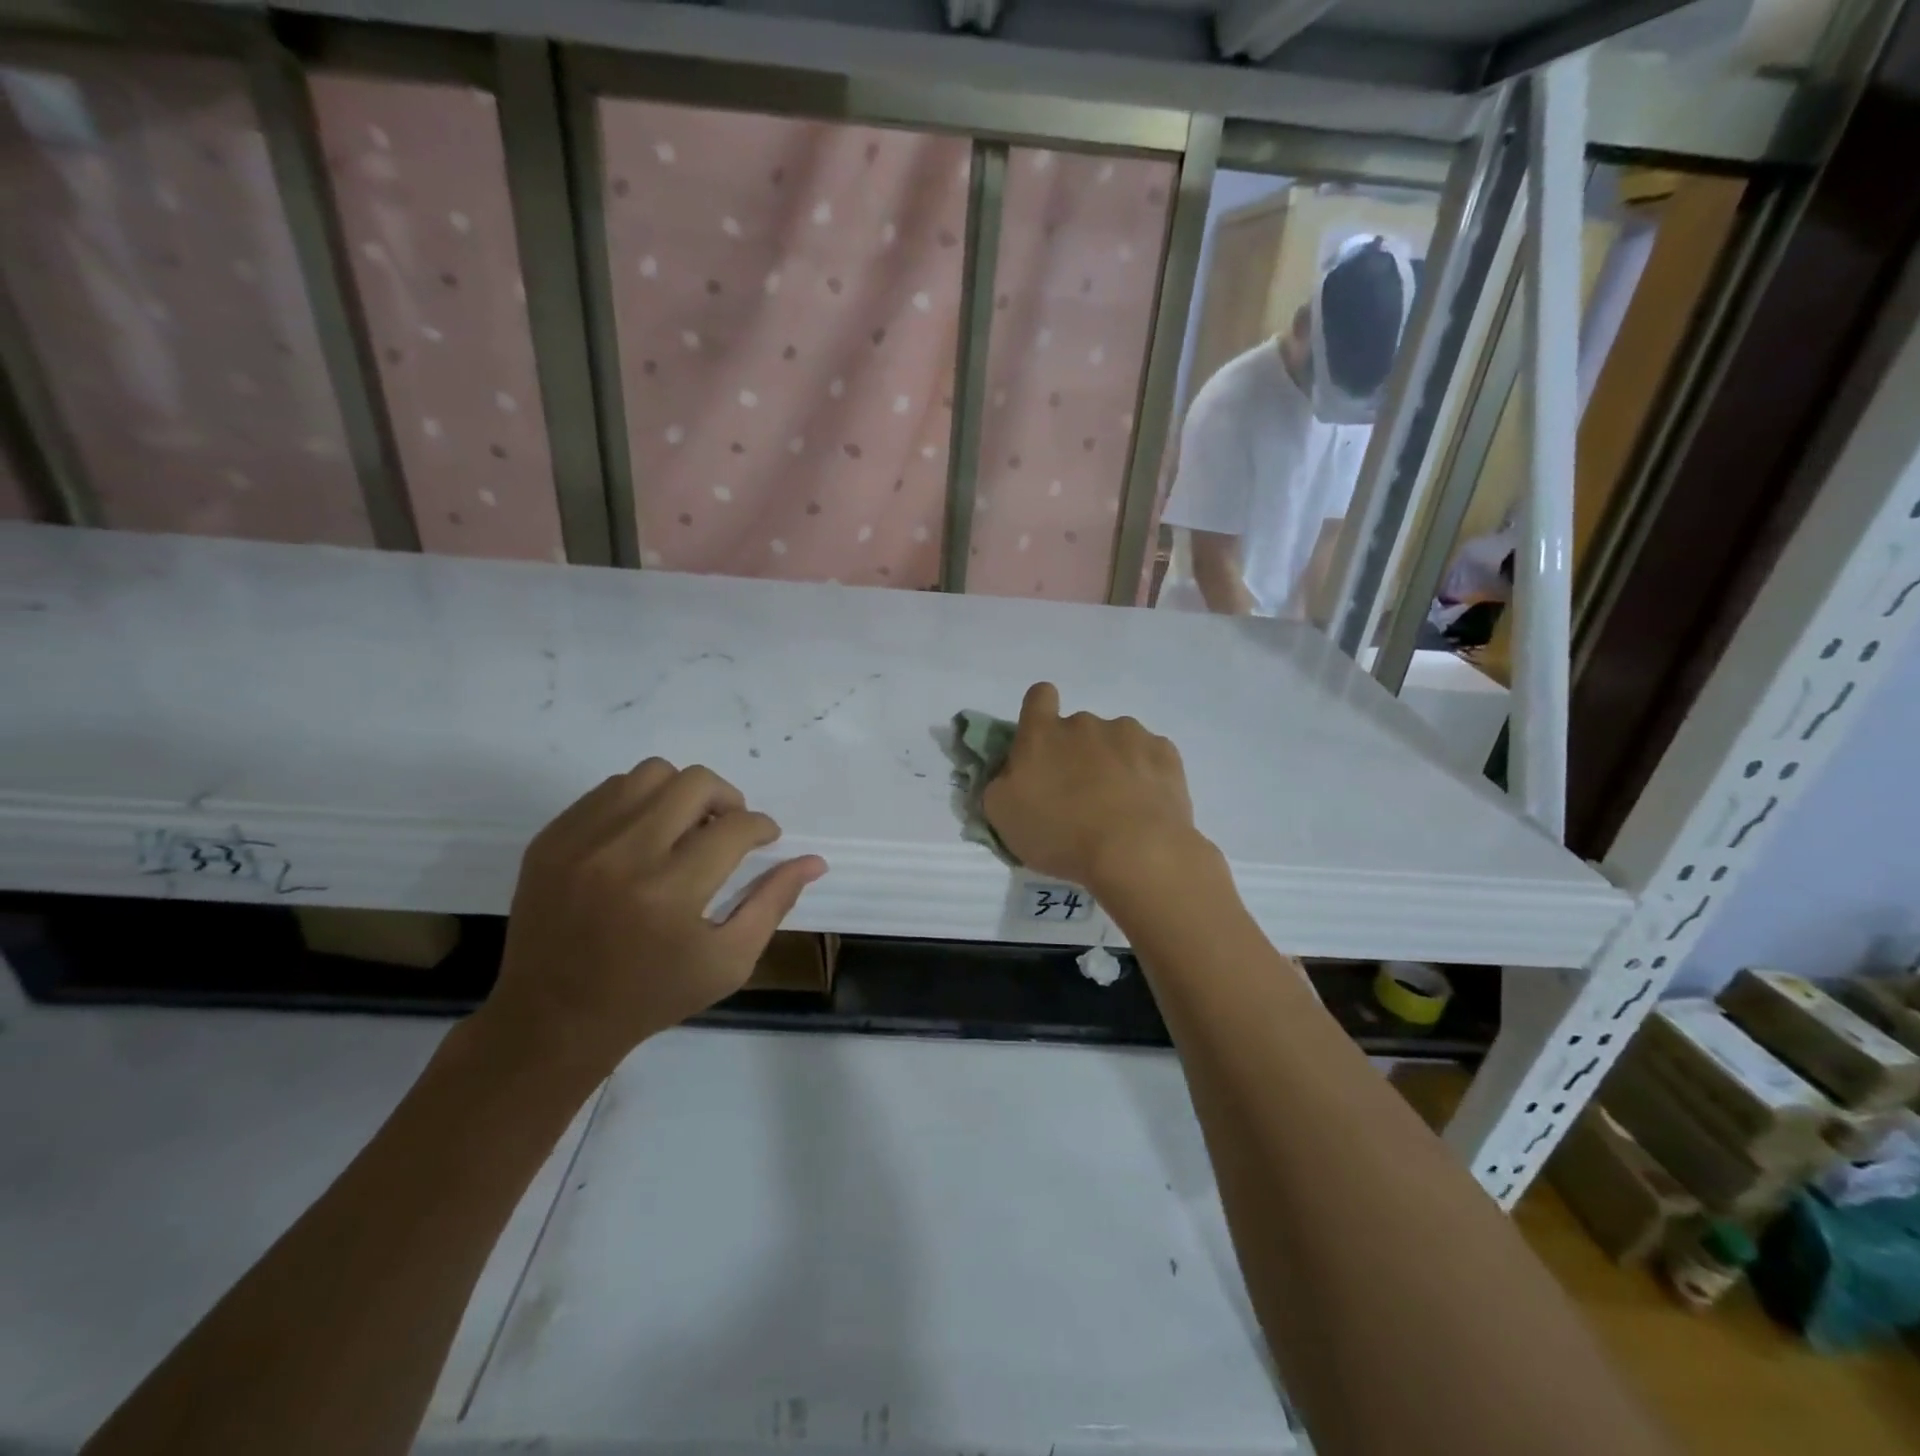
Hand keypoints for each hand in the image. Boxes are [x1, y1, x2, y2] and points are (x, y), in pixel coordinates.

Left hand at [482, 760, 826, 1075]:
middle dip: (727, 800)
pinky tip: (644, 836)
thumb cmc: (653, 995)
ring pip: (651, 774)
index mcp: (671, 893)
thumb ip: (774, 903)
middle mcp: (624, 856)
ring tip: (685, 827)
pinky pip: (609, 790)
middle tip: (728, 829)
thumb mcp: (729, 961)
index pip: (735, 827)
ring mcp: (580, 842)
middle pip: (695, 783)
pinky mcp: (551, 839)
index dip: (762, 827)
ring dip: (682, 794)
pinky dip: (639, 803)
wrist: (552, 1019)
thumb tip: (814, 861)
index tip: (764, 840)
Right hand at [983, 682, 1204, 892]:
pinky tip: (1145, 806)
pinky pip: (1149, 756)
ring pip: (1116, 741)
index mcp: (1042, 734)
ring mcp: (1129, 733)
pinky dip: (1145, 775)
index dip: (1039, 713)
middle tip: (1079, 797)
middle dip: (1077, 754)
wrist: (1134, 850)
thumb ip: (1001, 783)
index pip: (1038, 697)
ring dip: (1113, 763)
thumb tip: (1012, 773)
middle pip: (1078, 728)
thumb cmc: (1059, 833)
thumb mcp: (1002, 815)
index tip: (1043, 744)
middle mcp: (1085, 723)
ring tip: (1118, 807)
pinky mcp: (1164, 752)